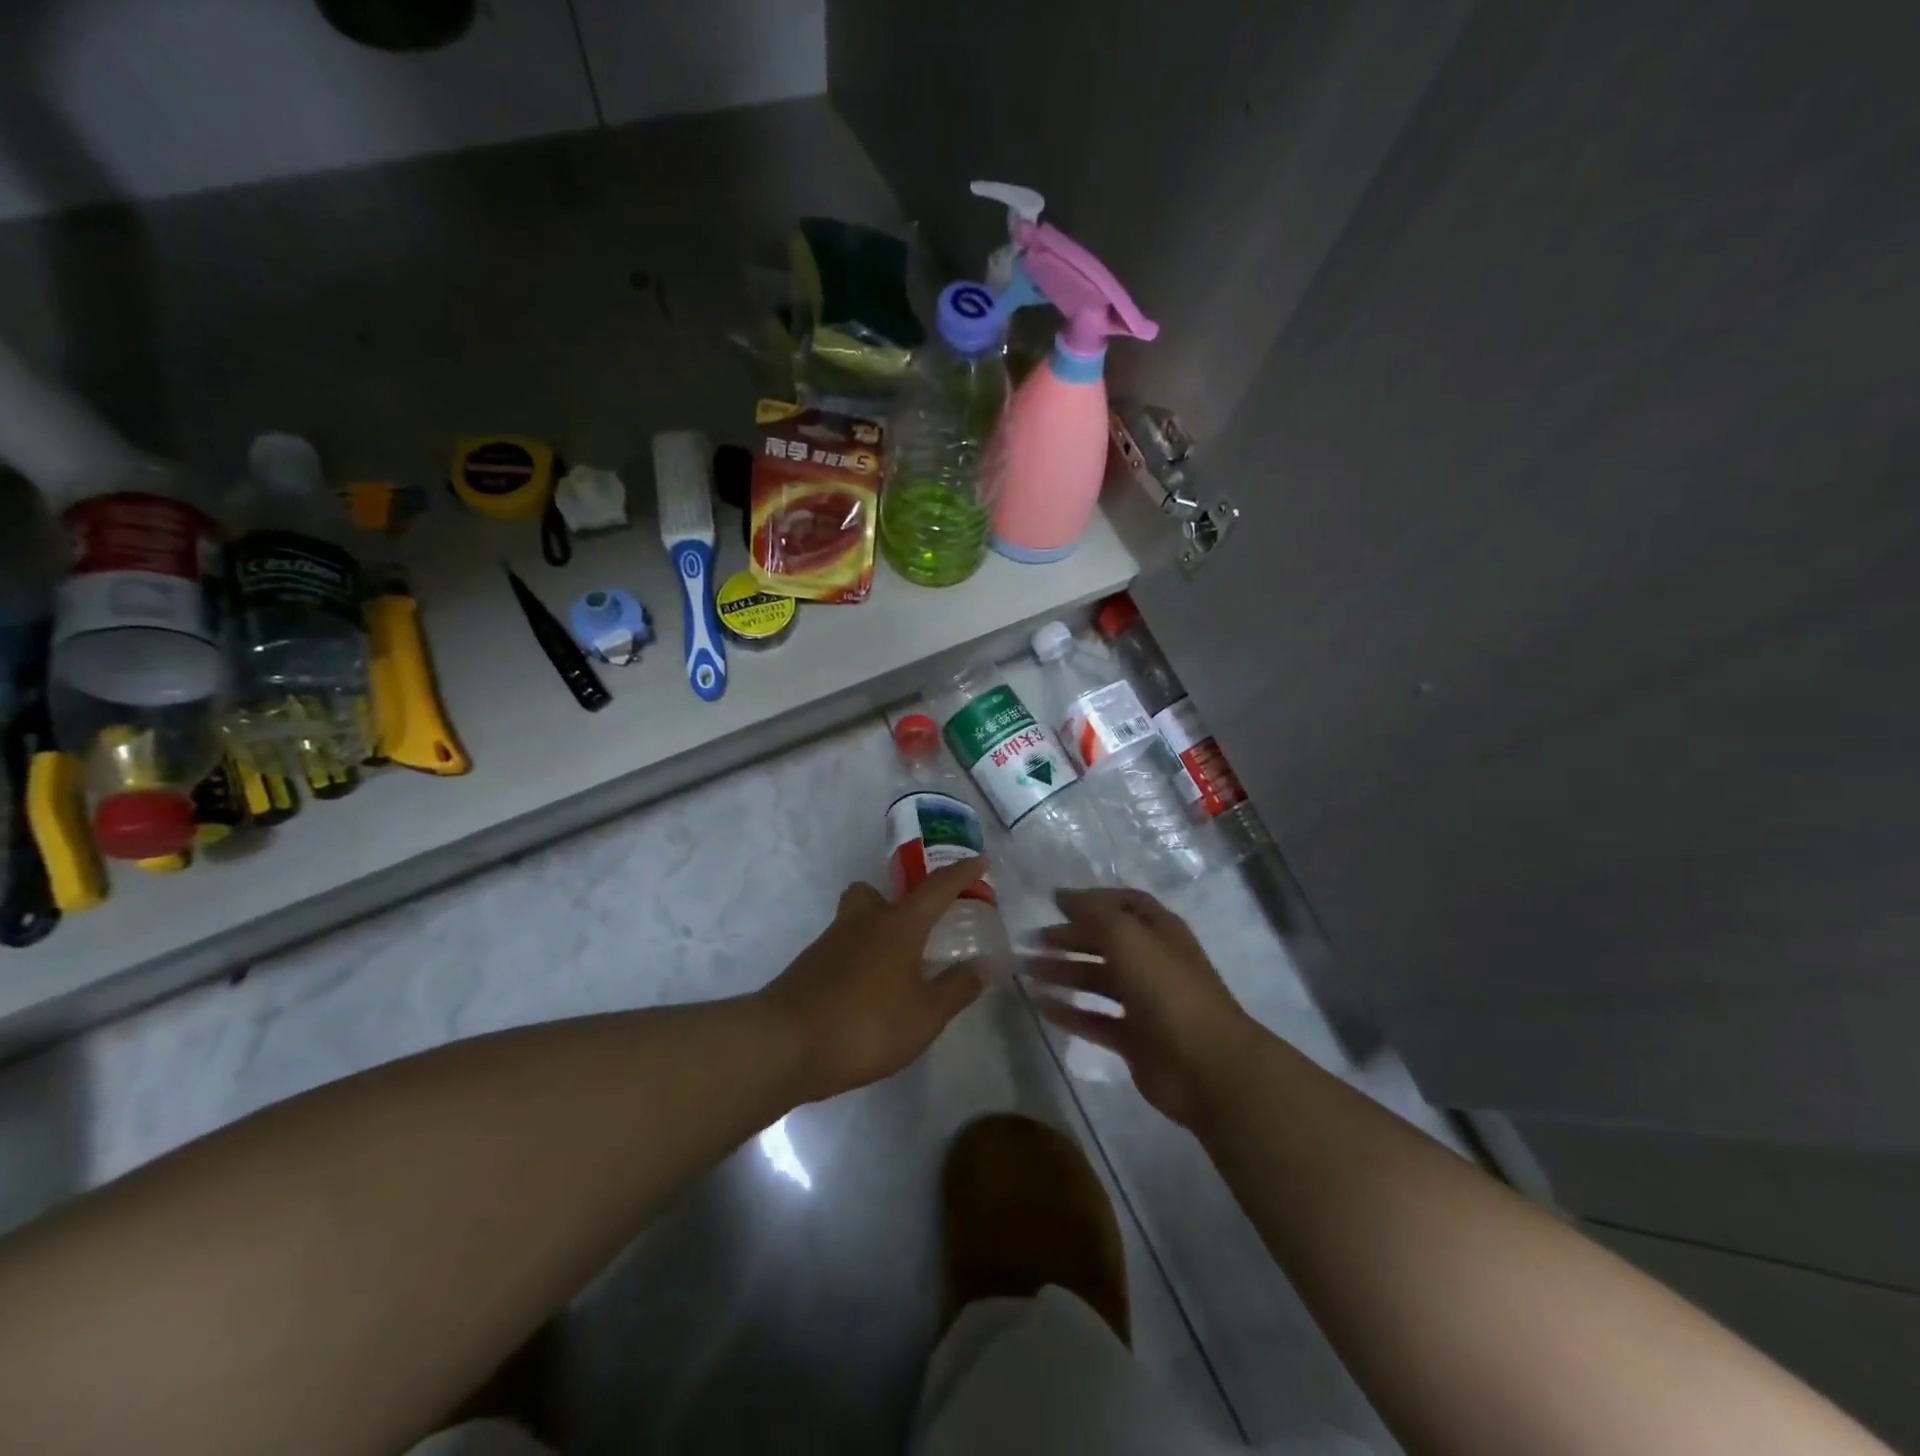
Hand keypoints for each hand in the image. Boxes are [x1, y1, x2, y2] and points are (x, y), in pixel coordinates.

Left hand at [758, 858, 988, 1103]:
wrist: (784, 1044)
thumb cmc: (865, 1025)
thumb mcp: (923, 1017)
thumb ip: (955, 989)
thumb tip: (982, 965)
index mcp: (898, 925)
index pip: (937, 888)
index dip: (962, 874)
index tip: (979, 862)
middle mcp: (863, 921)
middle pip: (878, 892)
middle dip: (899, 901)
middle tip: (918, 928)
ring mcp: (831, 941)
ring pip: (857, 918)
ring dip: (877, 931)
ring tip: (896, 969)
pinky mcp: (809, 964)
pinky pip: (842, 947)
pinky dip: (859, 958)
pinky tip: (868, 992)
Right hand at [1025, 888, 1262, 1126]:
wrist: (1206, 1064)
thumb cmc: (1166, 987)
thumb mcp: (1128, 935)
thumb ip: (1094, 912)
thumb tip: (1063, 896)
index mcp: (1160, 931)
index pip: (1124, 904)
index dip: (1091, 900)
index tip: (1054, 903)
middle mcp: (1153, 962)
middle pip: (1106, 942)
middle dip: (1069, 938)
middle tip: (1031, 940)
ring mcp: (1145, 1003)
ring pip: (1098, 981)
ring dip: (1064, 973)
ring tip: (1027, 972)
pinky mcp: (1135, 1040)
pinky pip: (1095, 1020)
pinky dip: (1070, 1013)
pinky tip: (1041, 1007)